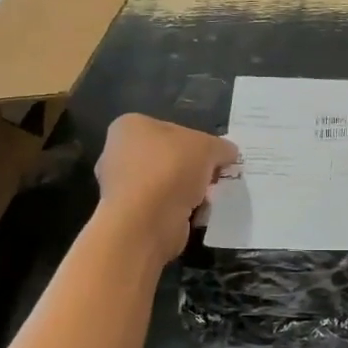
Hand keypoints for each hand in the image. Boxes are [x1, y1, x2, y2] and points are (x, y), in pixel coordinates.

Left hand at [95, 115, 237, 262]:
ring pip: (167, 185)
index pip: (171, 129)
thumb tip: (228, 153)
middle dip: (193, 169)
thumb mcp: (208, 147)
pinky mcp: (129, 215)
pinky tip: (195, 215)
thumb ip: (221, 147)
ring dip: (188, 192)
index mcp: (130, 126)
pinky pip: (162, 208)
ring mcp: (121, 187)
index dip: (197, 142)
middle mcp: (118, 153)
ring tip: (207, 199)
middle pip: (169, 158)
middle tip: (214, 178)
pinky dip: (180, 212)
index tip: (215, 157)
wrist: (146, 221)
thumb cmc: (171, 169)